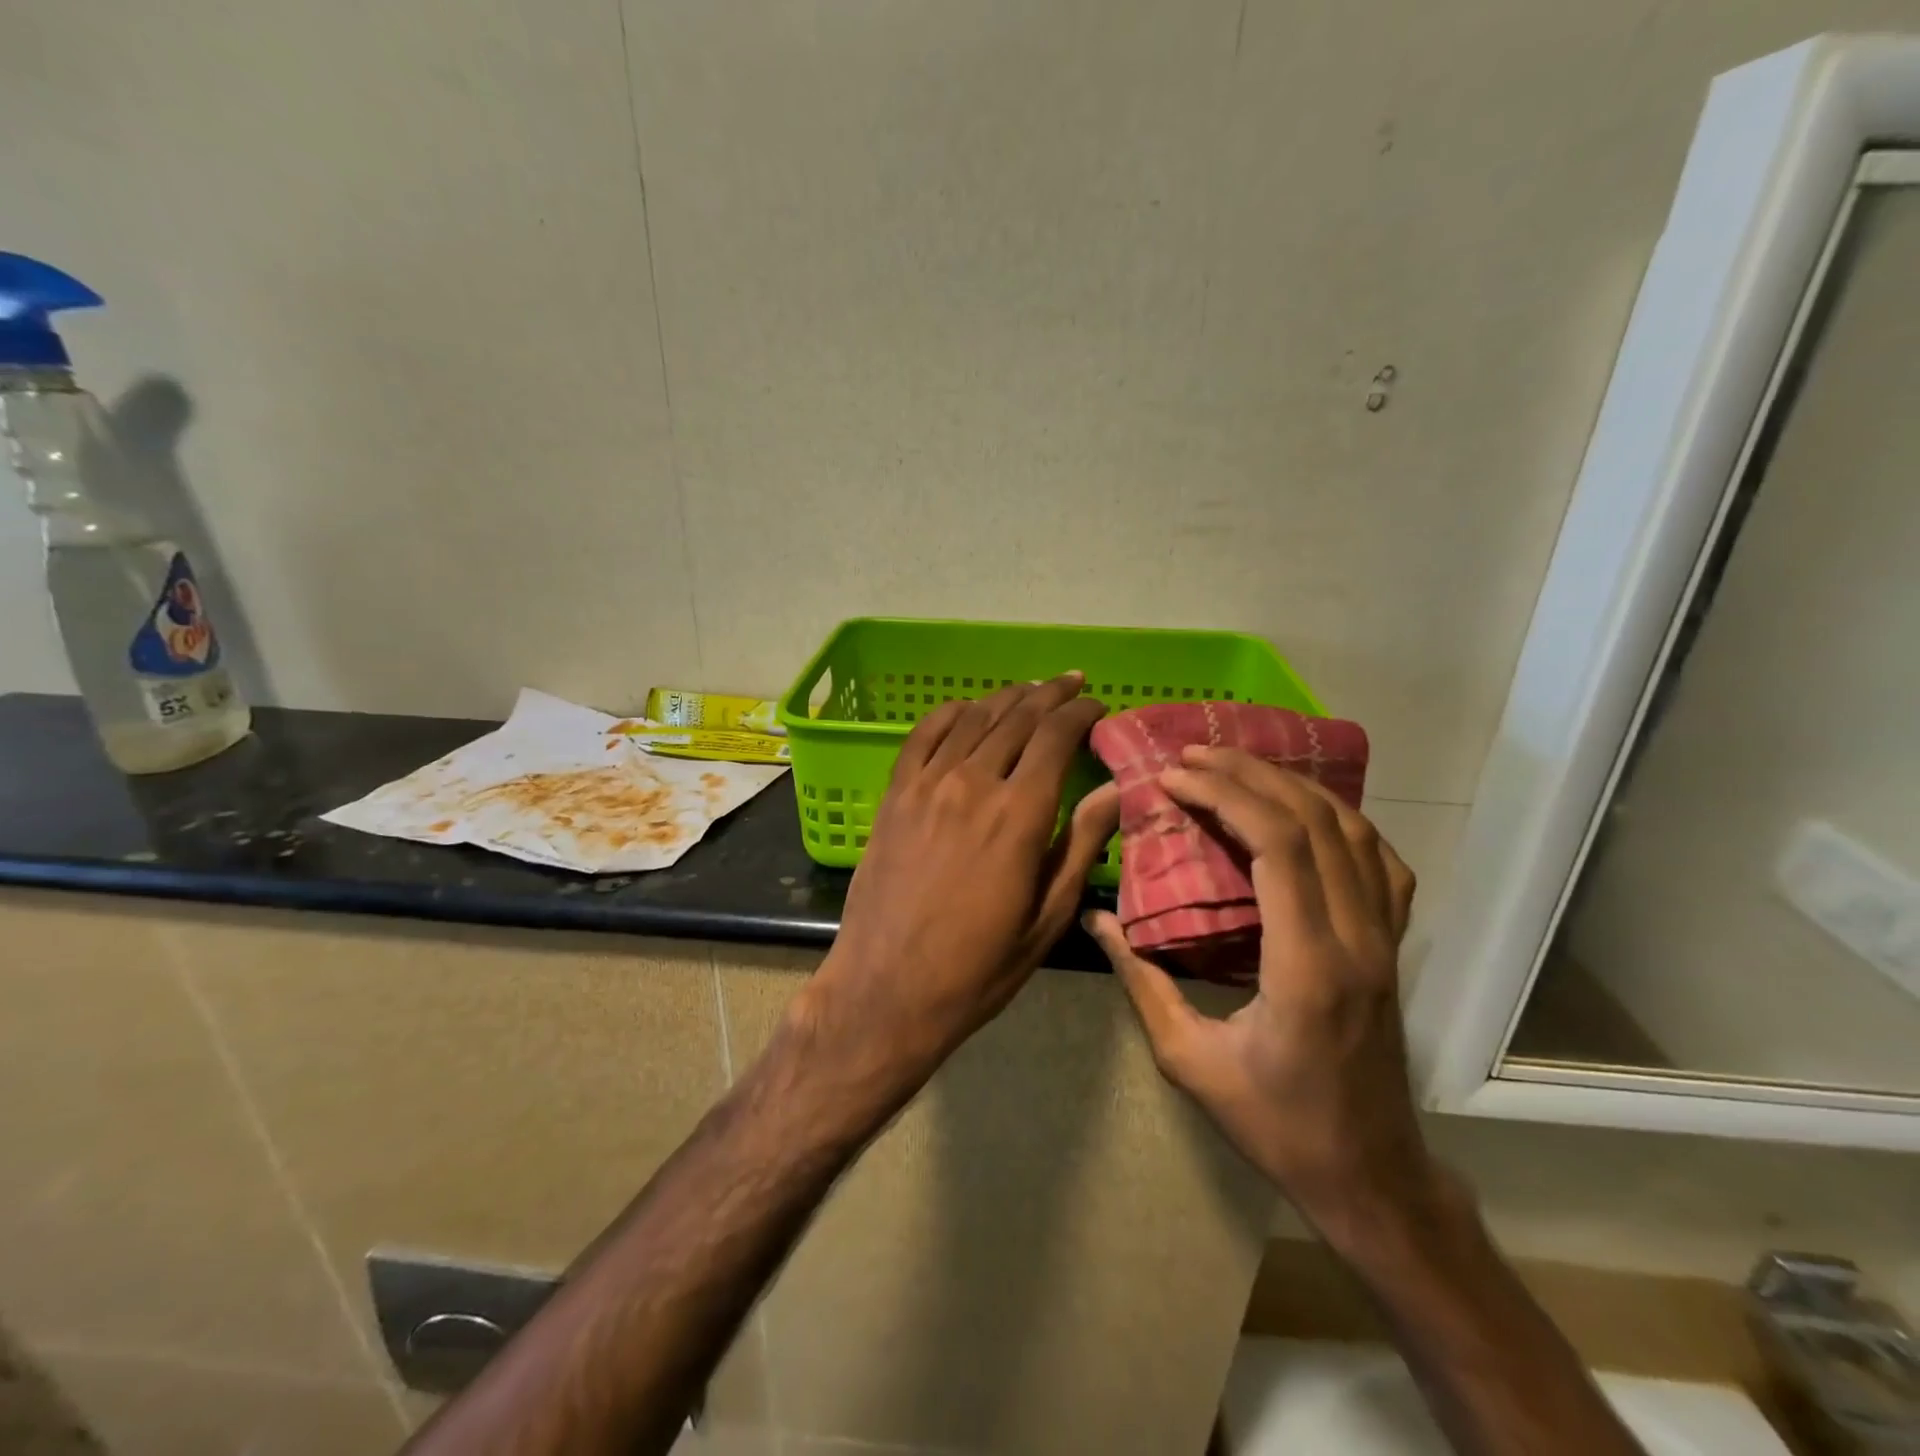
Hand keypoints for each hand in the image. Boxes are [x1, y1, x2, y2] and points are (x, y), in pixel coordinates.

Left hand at [799, 673, 1118, 1097]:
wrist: (887, 988)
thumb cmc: (978, 966)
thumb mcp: (1047, 917)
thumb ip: (1082, 843)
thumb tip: (1114, 787)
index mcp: (1019, 814)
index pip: (1056, 736)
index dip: (1080, 713)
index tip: (1097, 706)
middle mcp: (973, 783)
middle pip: (1017, 718)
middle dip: (1050, 695)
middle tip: (1071, 684)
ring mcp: (926, 785)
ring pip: (972, 719)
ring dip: (1005, 698)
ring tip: (1029, 691)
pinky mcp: (894, 795)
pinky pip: (922, 736)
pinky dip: (948, 713)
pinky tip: (966, 708)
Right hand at [1085, 746, 1440, 1248]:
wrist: (1368, 1174)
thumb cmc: (1275, 1123)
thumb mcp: (1190, 1060)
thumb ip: (1142, 982)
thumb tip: (1096, 921)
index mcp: (1307, 966)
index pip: (1277, 847)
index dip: (1225, 796)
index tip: (1173, 777)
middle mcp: (1356, 938)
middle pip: (1315, 824)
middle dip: (1250, 775)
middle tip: (1194, 756)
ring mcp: (1385, 939)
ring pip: (1354, 832)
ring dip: (1294, 787)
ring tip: (1239, 766)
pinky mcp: (1393, 945)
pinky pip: (1381, 862)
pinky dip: (1341, 821)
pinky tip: (1306, 812)